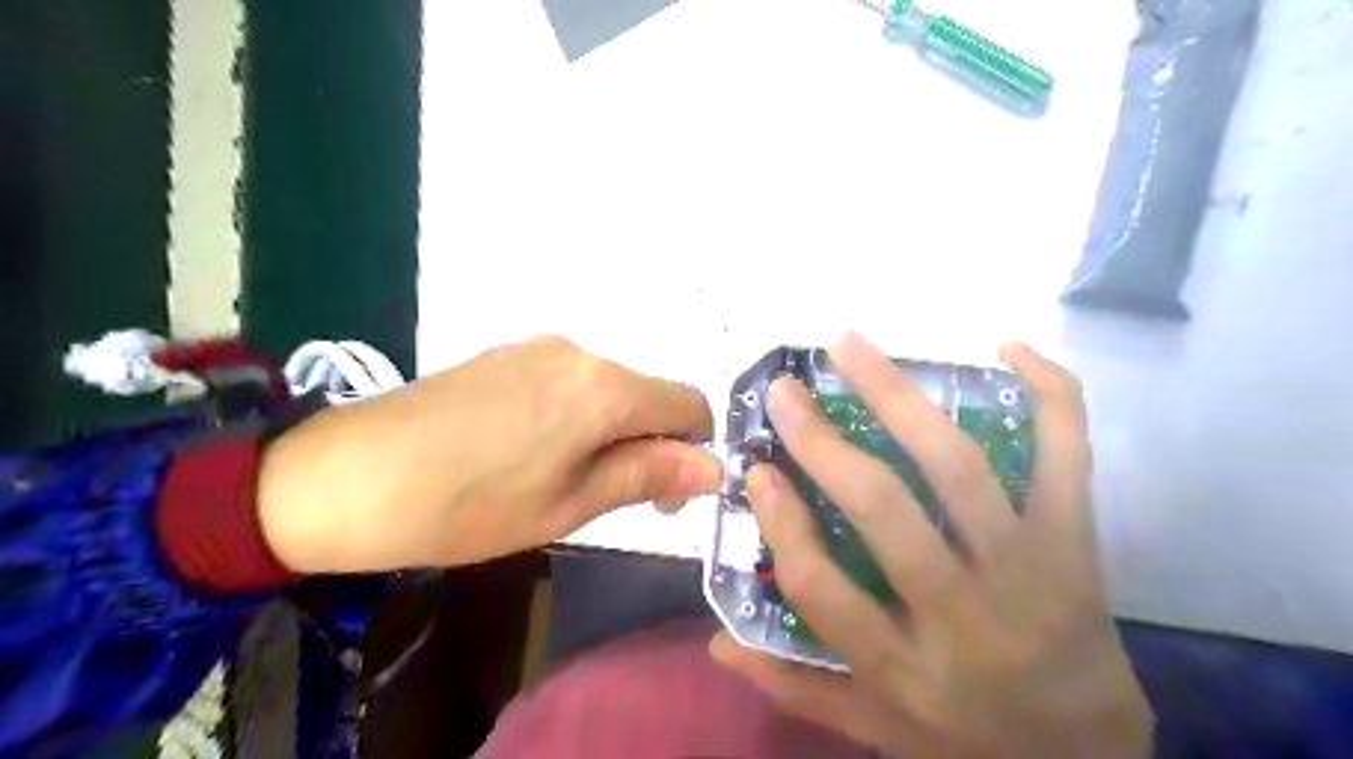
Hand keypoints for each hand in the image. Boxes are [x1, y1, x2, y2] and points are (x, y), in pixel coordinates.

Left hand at [256, 335, 716, 570]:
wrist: (344, 476)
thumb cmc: (467, 506)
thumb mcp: (569, 504)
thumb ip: (647, 474)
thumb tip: (715, 468)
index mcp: (604, 389)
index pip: (689, 405)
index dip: (693, 451)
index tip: (663, 497)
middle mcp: (580, 352)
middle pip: (648, 395)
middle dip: (649, 444)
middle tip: (606, 498)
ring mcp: (539, 347)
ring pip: (609, 390)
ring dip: (610, 431)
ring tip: (559, 478)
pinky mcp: (507, 353)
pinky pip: (569, 381)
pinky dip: (576, 415)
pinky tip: (527, 449)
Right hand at [709, 333, 1149, 758]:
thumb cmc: (964, 735)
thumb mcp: (873, 726)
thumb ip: (794, 687)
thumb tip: (717, 642)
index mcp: (903, 668)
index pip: (822, 590)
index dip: (782, 524)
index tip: (757, 471)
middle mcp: (963, 617)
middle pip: (885, 513)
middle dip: (823, 443)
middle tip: (784, 389)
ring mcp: (1029, 573)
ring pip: (958, 470)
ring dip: (898, 397)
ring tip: (850, 346)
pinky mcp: (1078, 545)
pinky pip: (1068, 457)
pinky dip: (1049, 395)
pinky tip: (1006, 347)